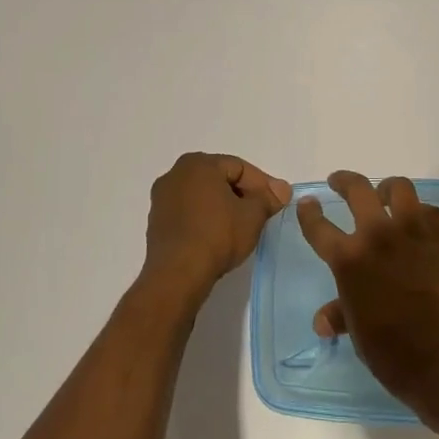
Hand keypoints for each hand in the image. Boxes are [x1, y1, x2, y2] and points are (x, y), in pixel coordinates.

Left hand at [143, 152, 291, 296]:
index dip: (263, 184)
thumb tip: (281, 189)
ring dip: (224, 207)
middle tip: (262, 213)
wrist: (177, 274)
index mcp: (198, 163)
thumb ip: (268, 198)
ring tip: (242, 227)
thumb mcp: (253, 215)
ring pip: (203, 196)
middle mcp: (175, 174)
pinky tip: (219, 237)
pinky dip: (206, 219)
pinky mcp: (156, 222)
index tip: (277, 202)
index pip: (239, 168)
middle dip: (243, 194)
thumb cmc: (217, 235)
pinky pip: (189, 213)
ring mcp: (162, 199)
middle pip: (220, 179)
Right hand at [298, 171, 438, 410]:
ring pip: (398, 188)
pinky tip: (418, 225)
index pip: (319, 226)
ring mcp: (413, 231)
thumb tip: (323, 321)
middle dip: (344, 181)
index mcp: (349, 259)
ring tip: (384, 196)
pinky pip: (429, 210)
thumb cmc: (393, 352)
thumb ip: (341, 314)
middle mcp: (378, 235)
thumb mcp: (359, 333)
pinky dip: (420, 213)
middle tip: (339, 183)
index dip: (309, 212)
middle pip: (357, 190)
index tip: (308, 203)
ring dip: (386, 189)